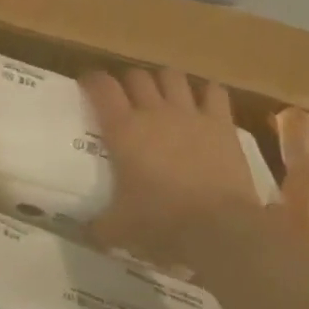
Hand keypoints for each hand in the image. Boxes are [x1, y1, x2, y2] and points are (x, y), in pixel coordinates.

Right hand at [82, 67, 271, 272]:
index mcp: (123, 129)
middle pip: (137, 76)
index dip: (92, 80)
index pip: (102, 86)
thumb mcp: (119, 229)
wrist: (219, 229)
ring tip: (163, 96)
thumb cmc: (161, 224)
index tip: (88, 85)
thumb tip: (86, 232)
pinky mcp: (221, 123)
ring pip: (172, 76)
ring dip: (164, 82)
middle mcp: (154, 111)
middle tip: (127, 99)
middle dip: (129, 82)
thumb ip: (99, 227)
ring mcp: (190, 114)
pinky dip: (207, 93)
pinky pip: (214, 91)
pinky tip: (204, 104)